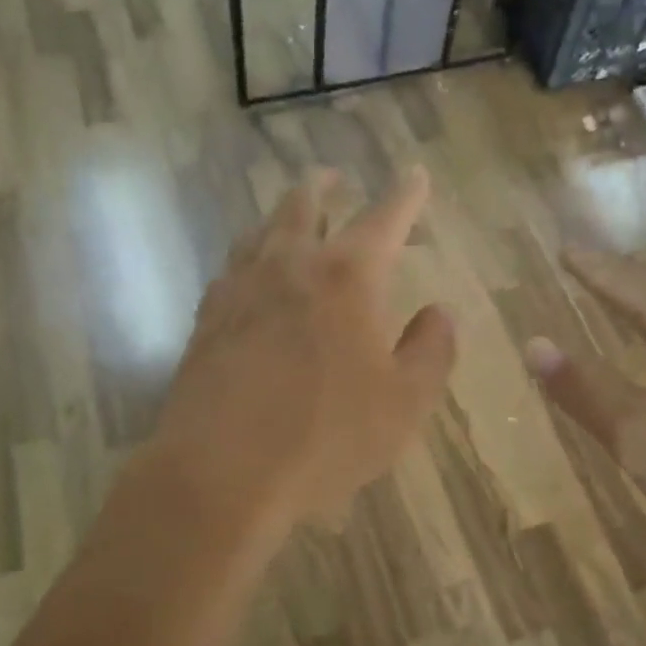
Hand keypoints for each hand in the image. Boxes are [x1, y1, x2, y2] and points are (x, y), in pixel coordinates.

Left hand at [151, 167, 456, 536]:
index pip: (384, 217)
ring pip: (260, 230)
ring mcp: (239, 288)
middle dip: (325, 186)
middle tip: (334, 178)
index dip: (405, 193)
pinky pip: (231, 267)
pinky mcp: (206, 318)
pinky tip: (248, 272)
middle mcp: (290, 265)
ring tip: (290, 214)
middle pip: (304, 204)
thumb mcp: (404, 403)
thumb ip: (431, 351)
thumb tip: (439, 313)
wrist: (220, 472)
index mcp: (346, 276)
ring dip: (280, 214)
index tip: (414, 173)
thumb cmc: (325, 437)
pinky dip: (249, 255)